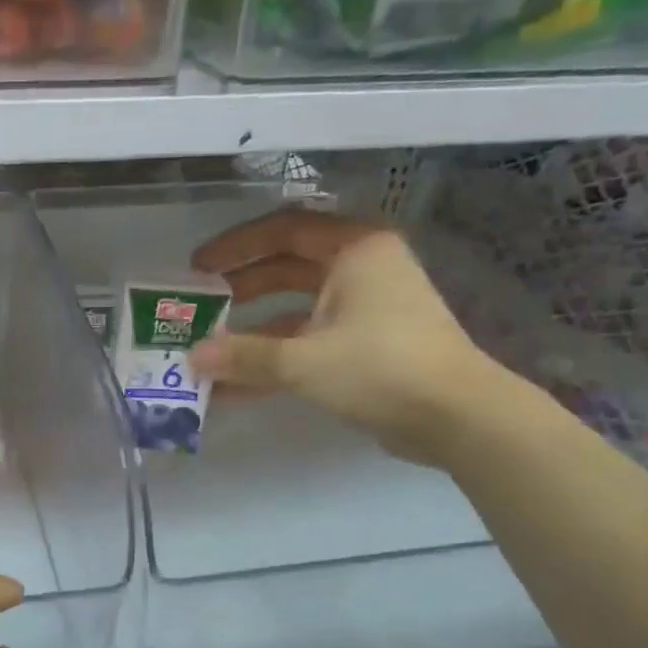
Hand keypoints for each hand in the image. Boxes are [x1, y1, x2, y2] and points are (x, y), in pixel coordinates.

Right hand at [188, 209, 508, 465]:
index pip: (284, 230)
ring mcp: (366, 310)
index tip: (198, 267)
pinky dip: (277, 360)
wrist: (455, 416)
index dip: (236, 246)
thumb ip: (244, 356)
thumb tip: (192, 360)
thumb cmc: (381, 367)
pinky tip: (236, 388)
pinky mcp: (366, 347)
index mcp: (355, 250)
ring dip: (254, 333)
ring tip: (209, 352)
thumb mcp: (304, 359)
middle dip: (241, 289)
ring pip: (296, 311)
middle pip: (287, 269)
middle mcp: (362, 270)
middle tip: (199, 306)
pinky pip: (310, 342)